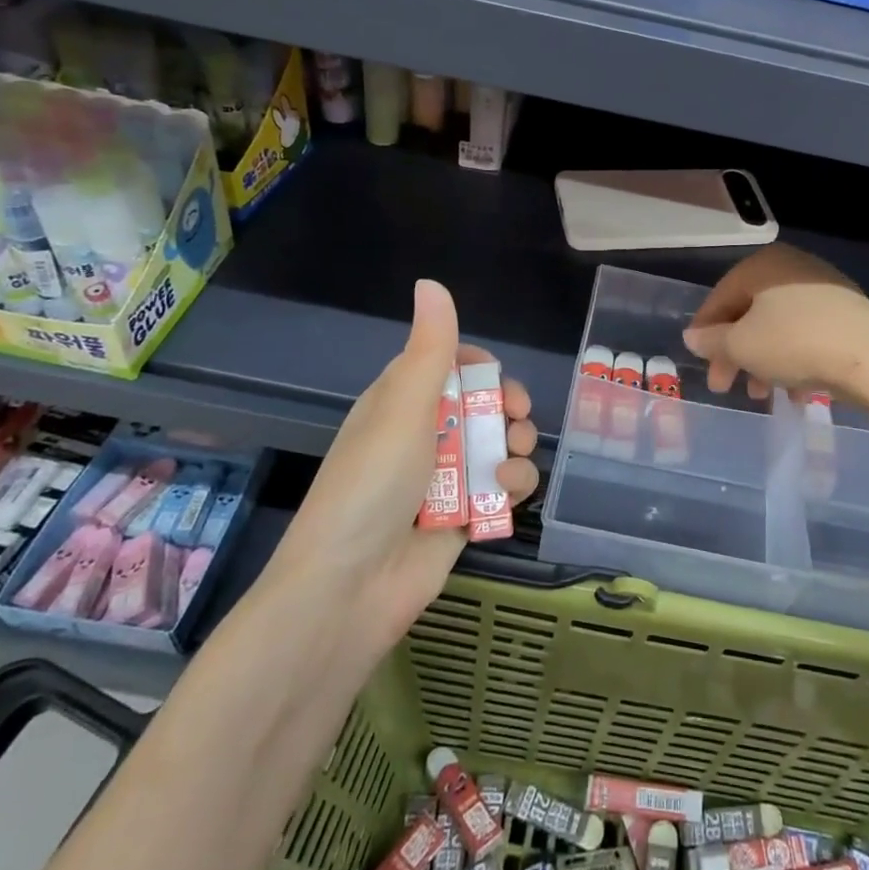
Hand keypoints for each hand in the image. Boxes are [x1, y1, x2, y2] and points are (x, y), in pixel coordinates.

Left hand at [268, 280, 537, 675]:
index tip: (494, 376)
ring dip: (516, 447)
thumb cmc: (373, 484)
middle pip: (481, 404)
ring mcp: (444, 478)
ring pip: (498, 445)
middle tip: (517, 416)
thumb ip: (429, 348)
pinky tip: (507, 492)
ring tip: (512, 460)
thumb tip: (431, 282)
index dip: (478, 366)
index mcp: (399, 403)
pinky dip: (512, 486)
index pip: (446, 366)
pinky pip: (501, 487)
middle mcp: (422, 436)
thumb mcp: (403, 408)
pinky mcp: (463, 516)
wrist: (351, 588)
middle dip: (507, 407)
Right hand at [683, 245, 868, 404]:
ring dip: (764, 363)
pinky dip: (796, 361)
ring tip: (764, 396)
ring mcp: (825, 289)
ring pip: (780, 327)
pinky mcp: (849, 314)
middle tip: (726, 387)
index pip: (721, 297)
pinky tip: (797, 394)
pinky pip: (809, 335)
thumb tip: (693, 337)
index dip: (704, 332)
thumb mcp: (741, 346)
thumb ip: (711, 341)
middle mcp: (793, 268)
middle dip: (735, 354)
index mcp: (763, 265)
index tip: (699, 363)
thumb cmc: (794, 344)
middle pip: (751, 314)